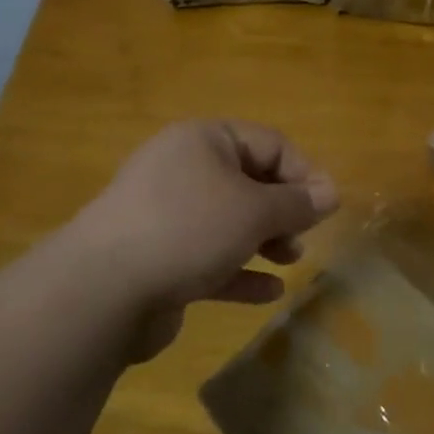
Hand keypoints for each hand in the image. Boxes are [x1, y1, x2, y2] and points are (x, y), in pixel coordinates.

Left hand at [67, 121, 337, 357]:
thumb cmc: (188, 229)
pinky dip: (240, 271)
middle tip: (304, 236)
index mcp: (204, 142)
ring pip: (230, 221)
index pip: (271, 144)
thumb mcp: (254, 211)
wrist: (101, 290)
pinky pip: (210, 257)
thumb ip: (297, 202)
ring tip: (290, 260)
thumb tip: (331, 193)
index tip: (328, 207)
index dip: (305, 172)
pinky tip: (268, 292)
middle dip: (284, 210)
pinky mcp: (159, 258)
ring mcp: (167, 215)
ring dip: (266, 240)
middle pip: (250, 182)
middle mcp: (184, 171)